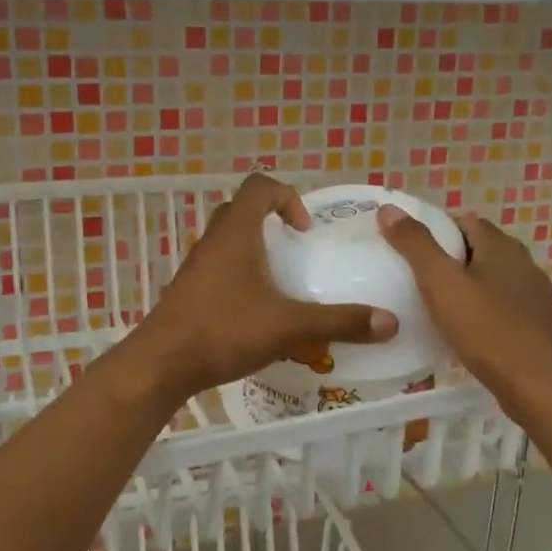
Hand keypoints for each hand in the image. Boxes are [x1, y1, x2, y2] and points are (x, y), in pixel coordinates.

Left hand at [123, 173, 397, 405]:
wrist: (161, 364)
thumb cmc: (224, 330)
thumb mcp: (289, 326)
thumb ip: (339, 321)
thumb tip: (390, 322)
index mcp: (236, 232)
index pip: (260, 186)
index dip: (287, 197)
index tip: (305, 231)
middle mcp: (213, 240)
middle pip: (242, 210)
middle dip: (272, 224)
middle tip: (295, 252)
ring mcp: (196, 265)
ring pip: (228, 241)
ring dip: (254, 251)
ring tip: (280, 284)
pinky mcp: (188, 290)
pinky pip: (218, 267)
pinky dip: (239, 276)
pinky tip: (255, 312)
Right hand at [377, 206, 551, 416]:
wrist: (541, 389)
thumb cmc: (488, 330)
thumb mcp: (442, 283)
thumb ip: (415, 245)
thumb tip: (389, 209)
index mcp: (502, 247)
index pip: (466, 221)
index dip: (437, 229)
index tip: (410, 249)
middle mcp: (524, 265)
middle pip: (480, 250)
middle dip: (449, 259)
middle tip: (415, 278)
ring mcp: (534, 299)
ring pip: (492, 281)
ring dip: (466, 288)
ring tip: (434, 306)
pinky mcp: (537, 329)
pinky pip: (502, 309)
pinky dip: (481, 313)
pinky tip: (463, 334)